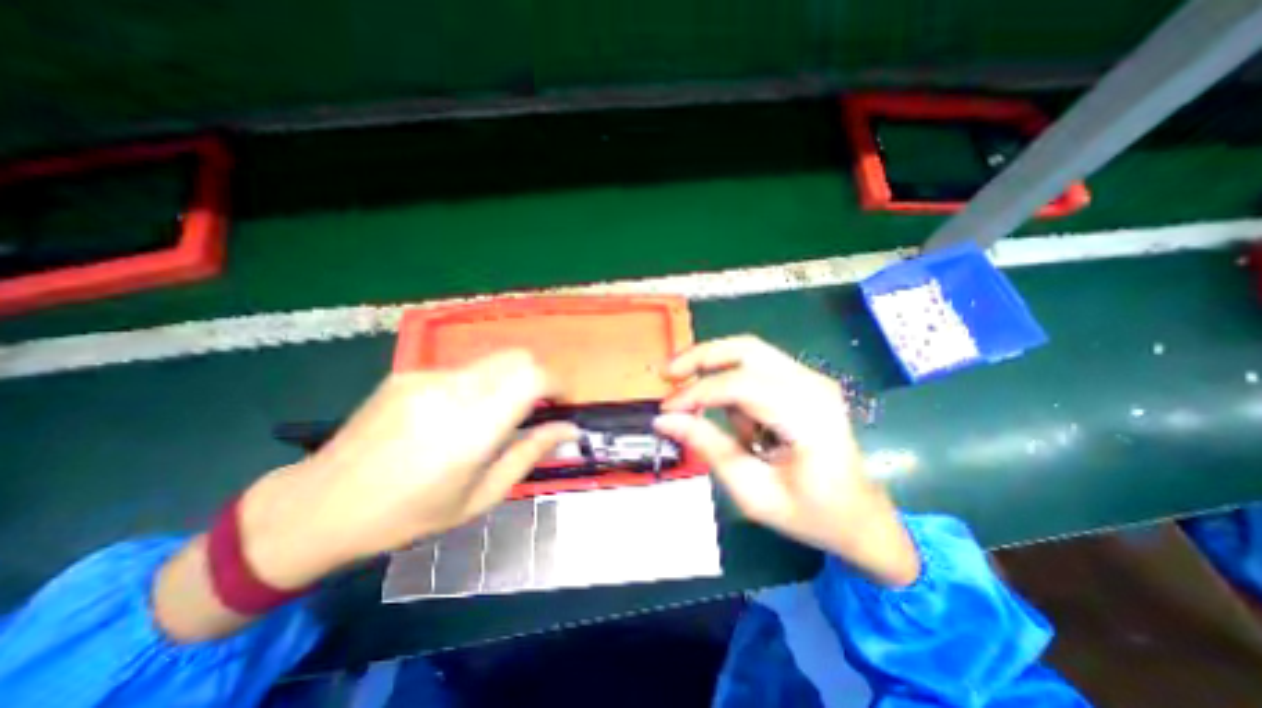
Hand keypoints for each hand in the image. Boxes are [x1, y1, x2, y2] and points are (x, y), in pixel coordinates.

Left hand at [238, 354, 578, 590]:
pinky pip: (463, 370)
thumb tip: (569, 429)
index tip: (562, 402)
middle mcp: (453, 390)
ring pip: (493, 361)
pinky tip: (455, 415)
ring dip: (509, 380)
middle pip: (518, 357)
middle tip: (537, 407)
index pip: (534, 377)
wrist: (318, 507)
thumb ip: (529, 453)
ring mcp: (427, 376)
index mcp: (473, 427)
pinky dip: (478, 384)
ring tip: (495, 415)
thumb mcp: (480, 497)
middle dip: (539, 376)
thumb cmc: (408, 515)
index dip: (558, 383)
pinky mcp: (409, 373)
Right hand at [650, 335, 918, 587]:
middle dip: (700, 357)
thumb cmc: (809, 513)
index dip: (696, 393)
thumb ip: (708, 447)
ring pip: (748, 350)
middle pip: (746, 349)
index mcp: (808, 417)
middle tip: (668, 374)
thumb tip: (664, 420)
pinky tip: (732, 415)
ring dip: (713, 367)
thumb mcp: (751, 491)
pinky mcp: (803, 380)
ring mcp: (810, 378)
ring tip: (693, 399)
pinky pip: (756, 365)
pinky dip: (731, 380)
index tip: (665, 409)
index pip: (741, 386)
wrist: (859, 515)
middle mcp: (812, 385)